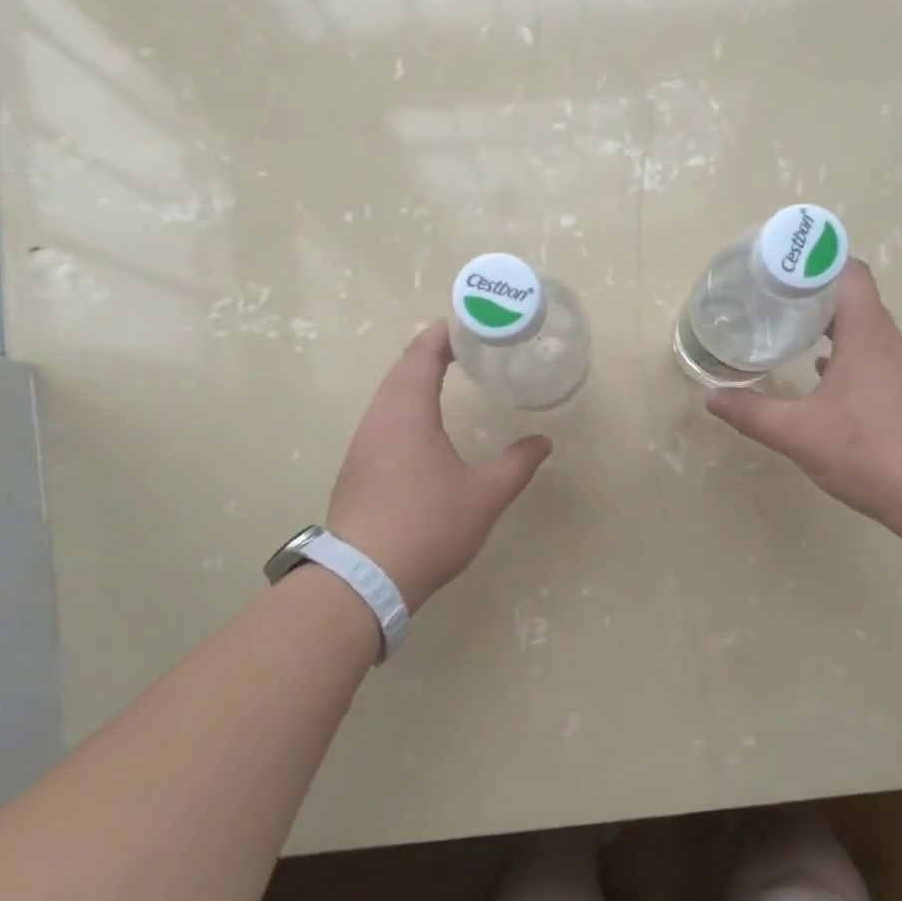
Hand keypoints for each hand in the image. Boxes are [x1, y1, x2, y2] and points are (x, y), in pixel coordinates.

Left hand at [326, 323, 551, 610]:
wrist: (365, 577)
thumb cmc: (429, 525)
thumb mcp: (484, 495)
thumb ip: (517, 464)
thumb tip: (543, 442)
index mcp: (407, 413)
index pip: (422, 355)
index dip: (445, 334)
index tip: (470, 323)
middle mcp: (378, 419)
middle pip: (402, 370)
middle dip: (432, 353)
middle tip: (469, 348)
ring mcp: (362, 445)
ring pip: (389, 397)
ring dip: (417, 381)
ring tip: (450, 379)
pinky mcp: (357, 469)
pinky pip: (384, 421)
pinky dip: (407, 408)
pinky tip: (425, 428)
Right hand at [704, 261, 901, 527]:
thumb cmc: (868, 451)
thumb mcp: (797, 433)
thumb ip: (751, 413)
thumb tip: (711, 397)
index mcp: (866, 335)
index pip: (849, 273)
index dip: (816, 263)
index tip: (779, 272)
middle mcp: (889, 344)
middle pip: (854, 299)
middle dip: (813, 295)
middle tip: (772, 302)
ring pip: (864, 332)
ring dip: (829, 327)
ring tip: (790, 334)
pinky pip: (871, 361)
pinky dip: (843, 358)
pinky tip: (820, 379)